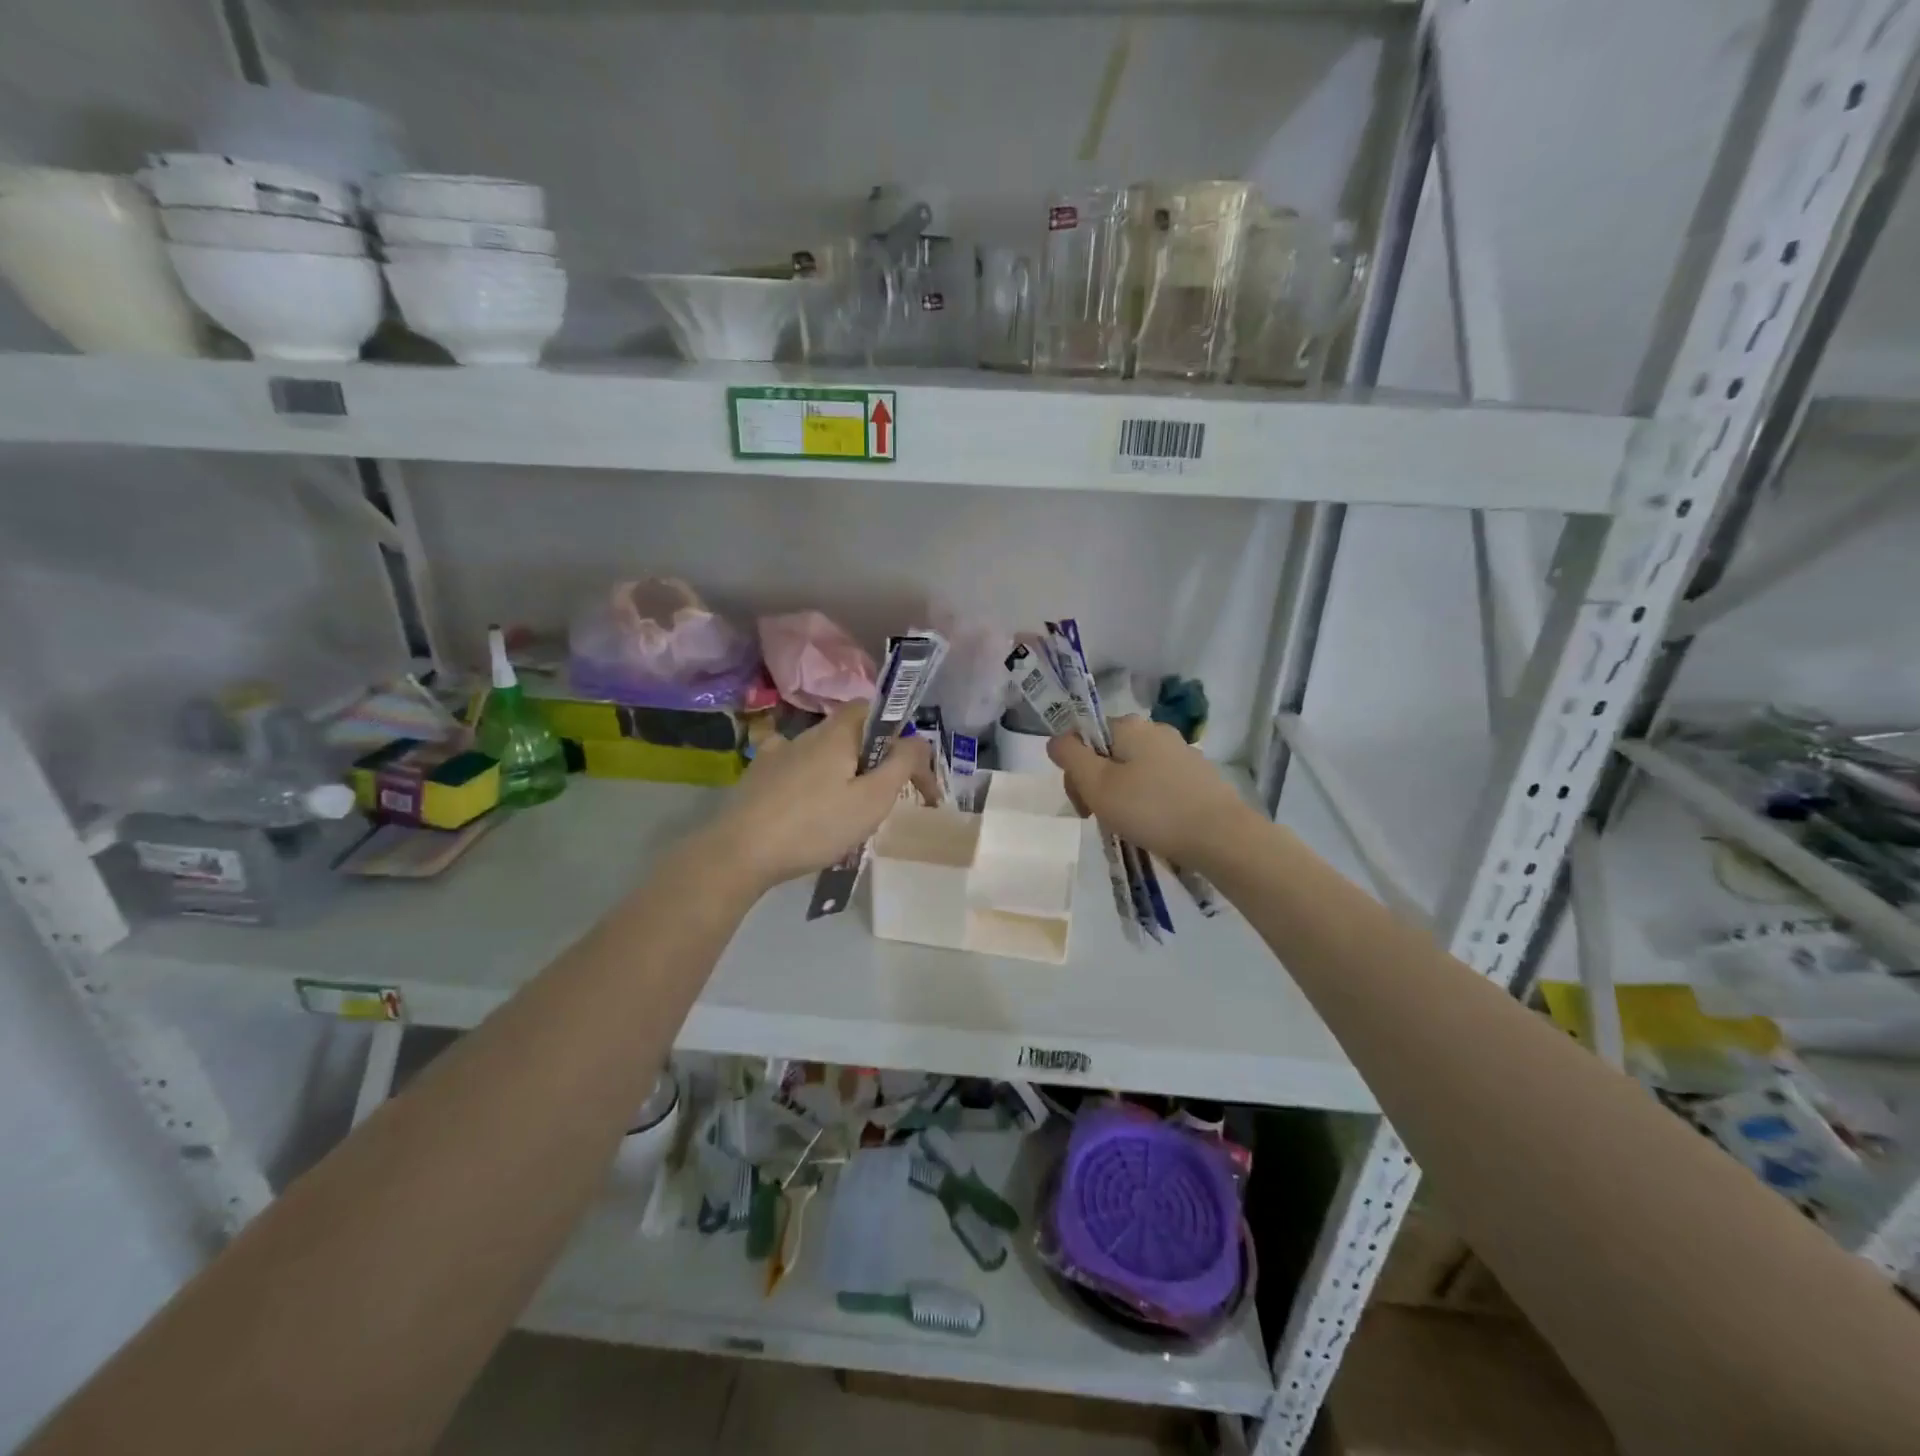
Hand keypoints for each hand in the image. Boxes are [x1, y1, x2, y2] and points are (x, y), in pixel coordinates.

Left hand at [708, 700, 936, 891]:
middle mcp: (807, 734)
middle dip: (873, 759)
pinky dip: (811, 781)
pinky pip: (795, 769)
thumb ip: (901, 764)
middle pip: (850, 734)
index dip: (899, 734)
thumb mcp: (873, 798)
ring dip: (842, 772)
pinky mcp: (758, 777)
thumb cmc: (816, 825)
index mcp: (838, 733)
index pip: (875, 710)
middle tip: (885, 798)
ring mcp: (777, 753)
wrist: (740, 852)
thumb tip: (917, 740)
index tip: (912, 772)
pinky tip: (807, 800)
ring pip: (822, 753)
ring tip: (848, 811)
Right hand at [1047, 716, 1255, 869]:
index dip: (1074, 771)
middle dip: (1097, 785)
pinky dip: (1148, 803)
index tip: (1083, 804)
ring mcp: (1182, 753)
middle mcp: (1156, 730)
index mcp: (1129, 726)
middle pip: (1108, 754)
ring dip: (1122, 796)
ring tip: (1129, 827)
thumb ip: (1070, 757)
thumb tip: (1057, 740)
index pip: (1084, 738)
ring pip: (1134, 771)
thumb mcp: (1097, 785)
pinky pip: (1159, 784)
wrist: (1222, 837)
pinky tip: (1155, 827)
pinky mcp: (1199, 777)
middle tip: (1101, 819)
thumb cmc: (1151, 810)